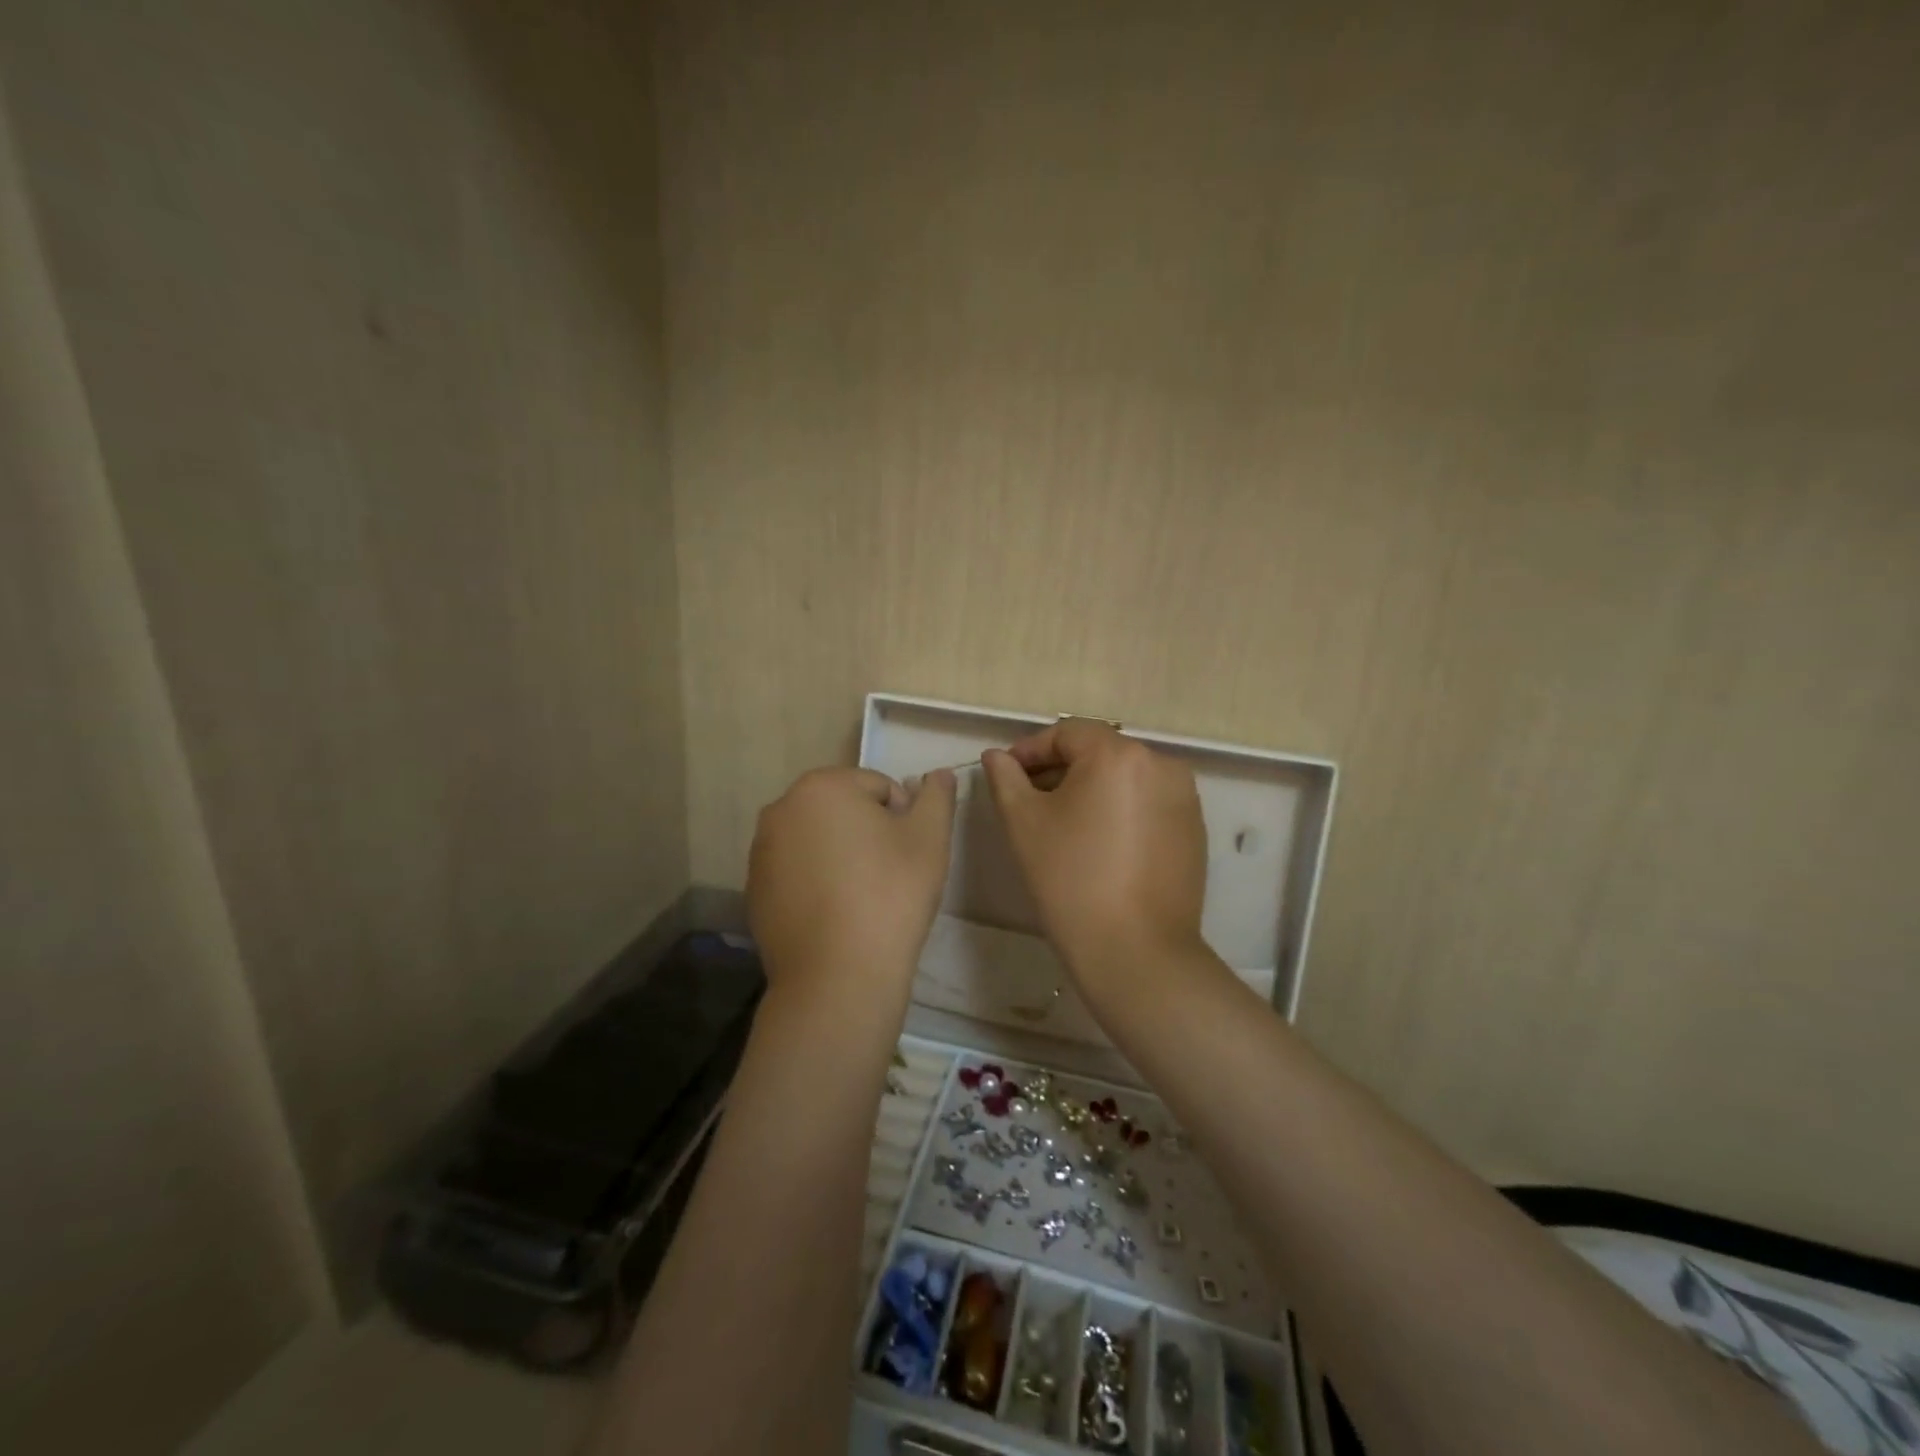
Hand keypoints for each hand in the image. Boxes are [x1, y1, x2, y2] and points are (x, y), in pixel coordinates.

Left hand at [747, 767, 957, 995]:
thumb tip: (938, 773)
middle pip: (844, 810)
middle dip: (868, 834)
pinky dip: (817, 882)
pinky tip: (835, 915)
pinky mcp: (754, 890)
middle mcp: (782, 808)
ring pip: (818, 840)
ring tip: (862, 898)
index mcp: (822, 786)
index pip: (879, 787)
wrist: (838, 975)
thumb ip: (937, 797)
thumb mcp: (929, 839)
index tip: (909, 856)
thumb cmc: (890, 895)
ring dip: (842, 856)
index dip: (903, 819)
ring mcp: (761, 851)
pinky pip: (797, 871)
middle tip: (889, 876)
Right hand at [982, 721, 1207, 990]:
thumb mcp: (1024, 824)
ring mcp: (1184, 798)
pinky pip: (1148, 803)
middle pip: (1099, 752)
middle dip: (1060, 769)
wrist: (1136, 952)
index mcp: (1119, 754)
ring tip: (1063, 824)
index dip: (1031, 750)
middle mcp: (1161, 764)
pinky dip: (1120, 810)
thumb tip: (997, 756)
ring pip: (1125, 778)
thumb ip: (1006, 779)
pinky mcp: (1194, 829)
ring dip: (1091, 789)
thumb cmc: (1071, 880)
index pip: (1067, 733)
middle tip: (1028, 800)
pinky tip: (1100, 844)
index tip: (1006, 774)